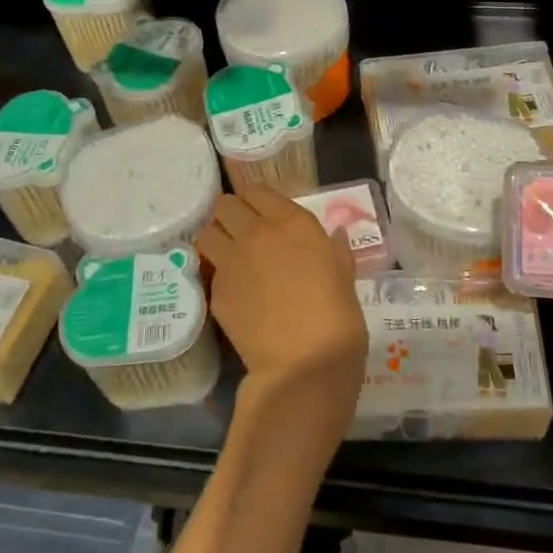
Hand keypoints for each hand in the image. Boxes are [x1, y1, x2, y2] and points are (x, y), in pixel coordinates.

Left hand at [196, 187, 367, 440]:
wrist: (306, 361)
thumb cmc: (337, 314)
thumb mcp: (344, 273)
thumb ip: (334, 249)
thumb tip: (335, 235)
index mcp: (292, 222)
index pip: (257, 191)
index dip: (256, 202)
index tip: (261, 215)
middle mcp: (257, 232)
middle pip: (225, 205)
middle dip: (230, 216)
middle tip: (240, 233)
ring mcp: (232, 260)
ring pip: (207, 232)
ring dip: (215, 238)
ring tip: (227, 255)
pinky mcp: (217, 290)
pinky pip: (210, 270)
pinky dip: (217, 275)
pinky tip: (232, 291)